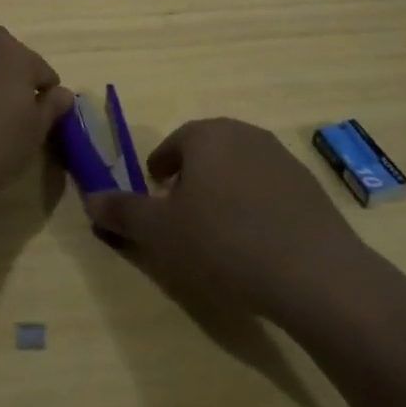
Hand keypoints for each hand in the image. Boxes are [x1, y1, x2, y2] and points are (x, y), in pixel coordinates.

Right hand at [87, 118, 361, 319]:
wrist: (315, 273)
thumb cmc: (225, 243)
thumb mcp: (161, 233)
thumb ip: (123, 212)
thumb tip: (90, 199)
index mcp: (205, 135)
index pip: (173, 145)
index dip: (160, 172)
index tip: (157, 200)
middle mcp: (243, 133)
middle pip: (207, 152)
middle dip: (192, 180)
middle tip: (184, 218)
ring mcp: (280, 156)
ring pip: (239, 168)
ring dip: (224, 192)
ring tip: (220, 233)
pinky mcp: (308, 185)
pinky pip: (269, 189)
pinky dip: (256, 206)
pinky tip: (257, 243)